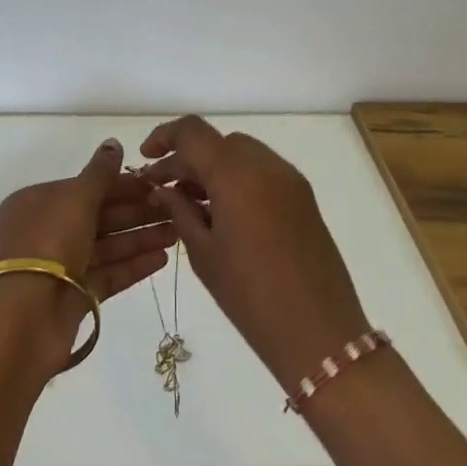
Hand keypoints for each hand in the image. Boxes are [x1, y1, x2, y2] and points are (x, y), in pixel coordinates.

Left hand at [0, 138, 177, 364]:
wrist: (23, 320)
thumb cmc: (47, 245)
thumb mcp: (75, 199)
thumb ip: (99, 173)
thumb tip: (114, 143)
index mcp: (38, 202)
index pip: (87, 187)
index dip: (123, 184)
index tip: (159, 184)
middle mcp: (47, 231)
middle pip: (99, 216)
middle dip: (137, 212)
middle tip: (177, 208)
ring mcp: (60, 266)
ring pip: (107, 245)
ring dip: (141, 237)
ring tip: (178, 233)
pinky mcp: (74, 296)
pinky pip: (108, 274)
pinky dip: (133, 265)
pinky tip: (162, 259)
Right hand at [139, 117, 372, 390]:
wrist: (319, 333)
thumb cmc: (250, 296)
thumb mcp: (204, 254)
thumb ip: (180, 211)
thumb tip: (163, 188)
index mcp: (237, 175)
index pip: (193, 132)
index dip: (165, 137)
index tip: (147, 159)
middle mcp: (266, 165)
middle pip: (219, 142)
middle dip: (189, 158)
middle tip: (166, 188)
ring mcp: (290, 180)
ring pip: (243, 154)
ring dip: (214, 168)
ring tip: (192, 203)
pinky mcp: (304, 198)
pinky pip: (263, 172)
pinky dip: (238, 179)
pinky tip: (223, 213)